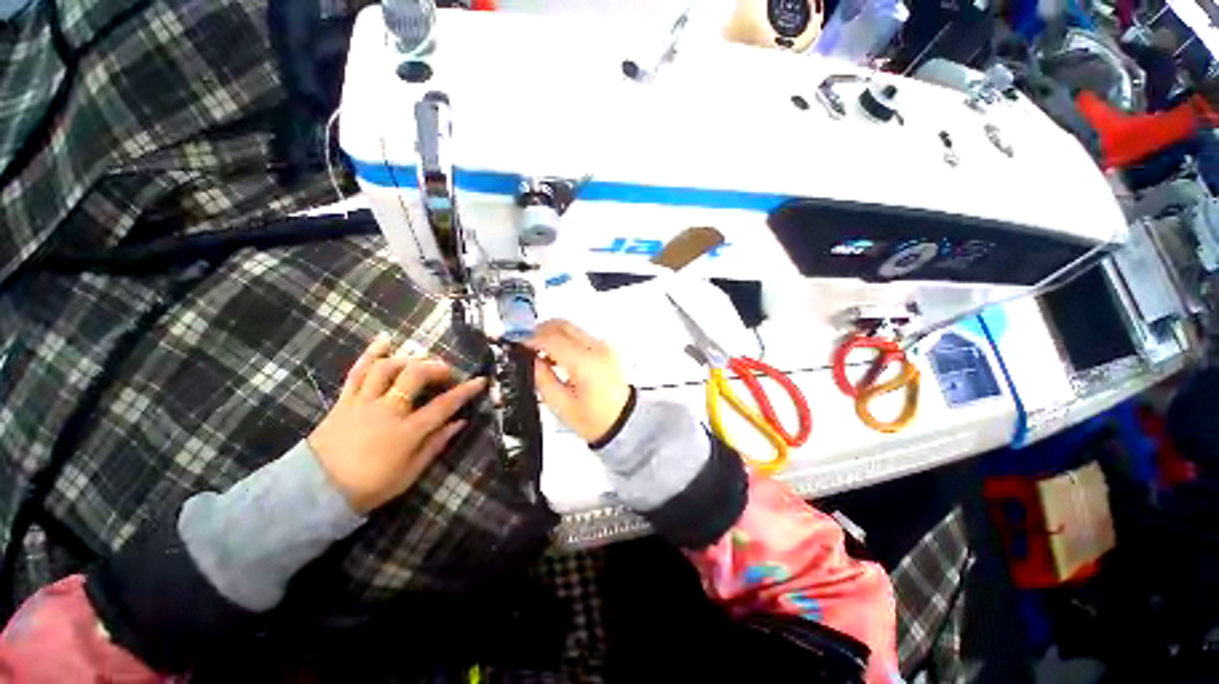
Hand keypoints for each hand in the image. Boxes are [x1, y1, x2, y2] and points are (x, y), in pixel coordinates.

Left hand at [308, 334, 487, 512]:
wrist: (318, 491)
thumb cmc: (371, 486)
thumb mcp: (411, 472)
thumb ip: (436, 444)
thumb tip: (460, 422)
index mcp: (407, 432)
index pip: (444, 405)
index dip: (465, 391)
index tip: (480, 380)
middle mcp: (387, 411)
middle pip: (415, 376)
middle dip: (436, 368)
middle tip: (446, 372)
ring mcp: (363, 403)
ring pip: (387, 368)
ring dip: (409, 360)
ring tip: (420, 363)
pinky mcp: (344, 401)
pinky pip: (357, 371)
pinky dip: (371, 353)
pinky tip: (385, 340)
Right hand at [523, 319, 630, 442]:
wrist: (623, 422)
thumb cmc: (595, 419)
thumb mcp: (560, 405)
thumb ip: (542, 378)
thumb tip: (531, 359)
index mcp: (587, 364)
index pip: (553, 339)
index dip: (530, 339)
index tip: (516, 342)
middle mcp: (598, 349)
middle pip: (562, 325)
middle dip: (540, 330)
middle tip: (525, 344)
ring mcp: (604, 346)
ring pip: (571, 328)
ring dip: (552, 334)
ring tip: (540, 353)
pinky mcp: (606, 348)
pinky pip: (580, 336)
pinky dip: (565, 340)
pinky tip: (556, 355)